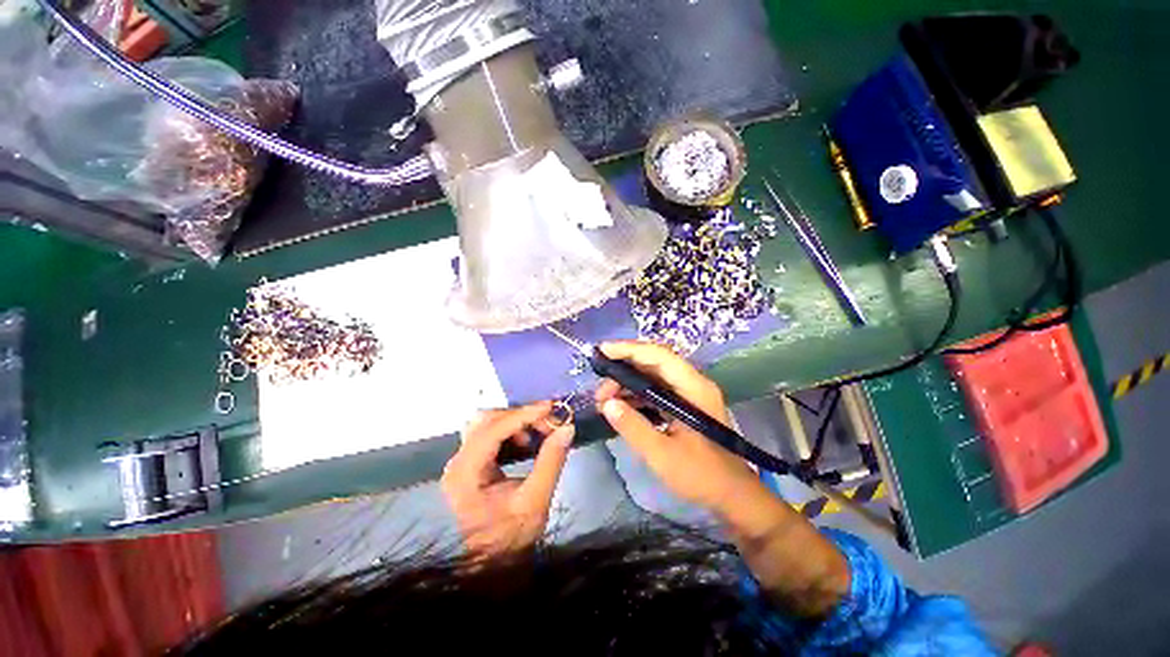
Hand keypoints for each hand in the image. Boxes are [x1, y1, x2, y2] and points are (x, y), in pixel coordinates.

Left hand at [441, 401, 574, 558]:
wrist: (491, 566)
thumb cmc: (510, 539)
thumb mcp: (535, 501)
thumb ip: (551, 461)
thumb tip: (566, 427)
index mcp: (466, 472)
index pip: (493, 429)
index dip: (523, 414)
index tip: (550, 407)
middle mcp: (458, 462)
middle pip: (487, 420)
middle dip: (520, 416)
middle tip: (547, 423)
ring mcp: (462, 462)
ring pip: (487, 423)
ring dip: (515, 422)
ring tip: (537, 433)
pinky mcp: (470, 464)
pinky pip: (489, 434)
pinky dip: (510, 430)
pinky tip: (526, 442)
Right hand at [594, 341, 759, 515]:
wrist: (732, 494)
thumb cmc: (701, 476)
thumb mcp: (662, 454)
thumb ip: (633, 427)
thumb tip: (607, 404)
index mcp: (694, 388)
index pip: (659, 356)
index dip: (629, 349)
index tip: (602, 352)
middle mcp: (692, 383)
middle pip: (654, 363)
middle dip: (623, 370)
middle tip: (600, 390)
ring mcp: (688, 393)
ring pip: (652, 377)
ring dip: (627, 384)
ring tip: (604, 401)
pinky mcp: (683, 405)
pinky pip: (655, 391)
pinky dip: (636, 396)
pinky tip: (620, 408)